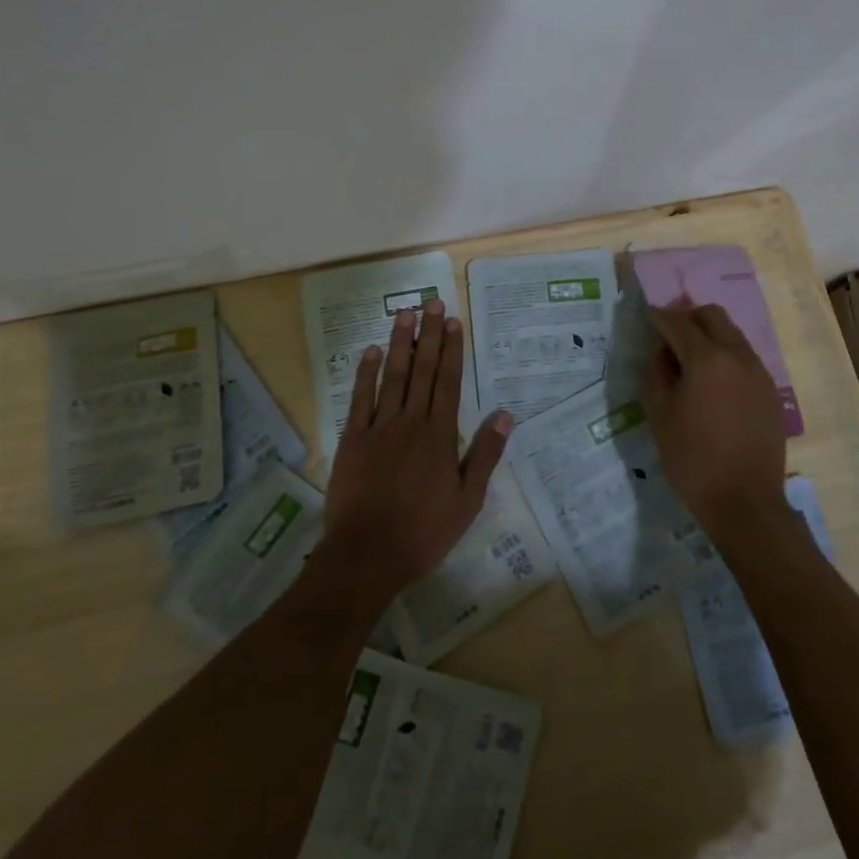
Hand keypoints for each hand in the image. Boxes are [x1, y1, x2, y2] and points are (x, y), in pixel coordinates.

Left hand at [322, 298, 511, 602]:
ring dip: (399, 343)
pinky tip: (371, 351)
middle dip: (429, 335)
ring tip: (405, 314)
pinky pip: (360, 399)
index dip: (452, 350)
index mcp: (440, 435)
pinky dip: (366, 374)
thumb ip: (485, 454)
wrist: (367, 554)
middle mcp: (411, 422)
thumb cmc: (424, 531)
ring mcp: (379, 428)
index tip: (454, 321)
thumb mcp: (467, 500)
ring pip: (392, 376)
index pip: (449, 382)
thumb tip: (506, 415)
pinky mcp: (353, 439)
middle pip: (422, 370)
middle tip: (432, 303)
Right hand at [643, 301, 788, 543]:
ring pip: (732, 333)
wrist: (745, 503)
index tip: (646, 318)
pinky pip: (744, 357)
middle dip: (687, 317)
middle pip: (712, 315)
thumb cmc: (693, 460)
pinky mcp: (770, 390)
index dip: (658, 317)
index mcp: (706, 359)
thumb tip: (661, 352)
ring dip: (709, 335)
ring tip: (690, 360)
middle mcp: (737, 355)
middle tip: (668, 335)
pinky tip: (713, 383)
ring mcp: (758, 372)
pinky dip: (726, 355)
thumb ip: (656, 374)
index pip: (678, 322)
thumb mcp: (659, 416)